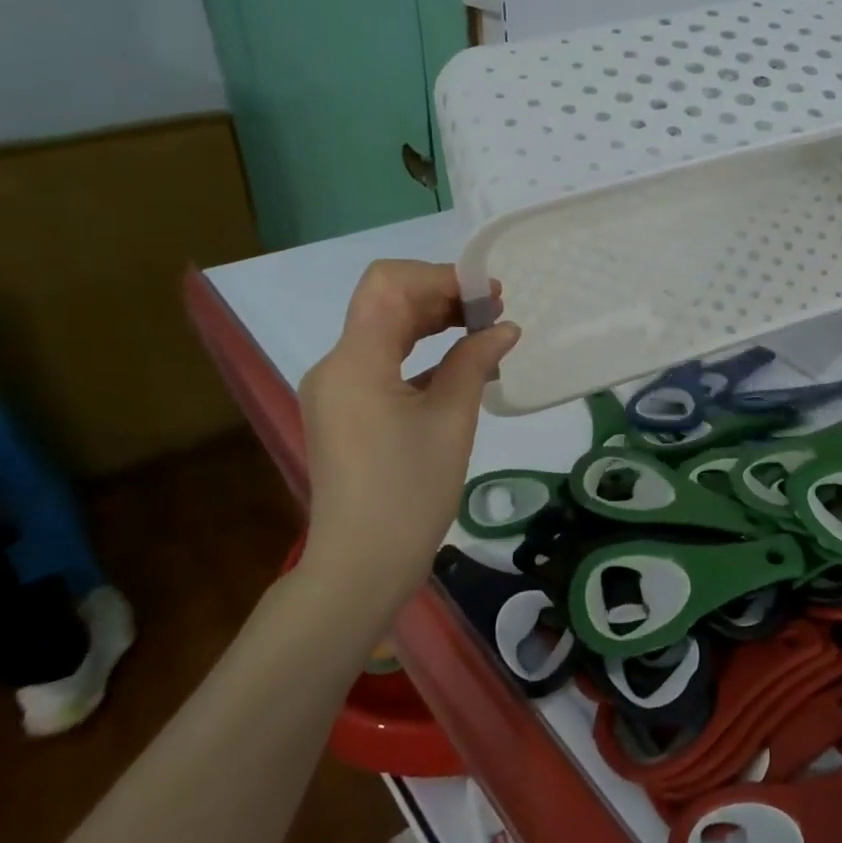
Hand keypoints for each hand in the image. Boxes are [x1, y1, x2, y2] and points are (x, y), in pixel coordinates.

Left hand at [296, 261, 519, 596]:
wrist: (361, 565)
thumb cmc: (409, 492)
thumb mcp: (451, 421)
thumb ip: (475, 362)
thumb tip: (504, 328)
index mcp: (356, 362)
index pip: (389, 284)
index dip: (440, 277)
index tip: (488, 295)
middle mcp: (337, 366)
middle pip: (386, 303)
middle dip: (440, 296)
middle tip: (493, 310)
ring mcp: (337, 390)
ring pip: (384, 331)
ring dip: (432, 322)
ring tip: (482, 330)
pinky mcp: (345, 412)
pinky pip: (382, 363)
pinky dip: (420, 353)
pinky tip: (459, 364)